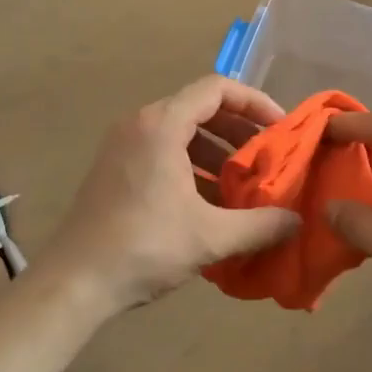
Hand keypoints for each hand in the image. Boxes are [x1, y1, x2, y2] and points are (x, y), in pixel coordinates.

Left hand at [34, 77, 302, 318]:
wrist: (74, 282)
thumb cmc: (144, 247)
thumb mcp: (210, 237)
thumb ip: (260, 224)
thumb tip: (297, 220)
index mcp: (162, 125)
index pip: (217, 89)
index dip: (255, 102)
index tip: (281, 128)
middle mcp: (140, 124)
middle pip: (200, 108)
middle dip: (239, 130)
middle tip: (269, 156)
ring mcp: (123, 146)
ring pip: (182, 132)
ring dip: (217, 151)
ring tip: (246, 182)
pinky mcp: (115, 169)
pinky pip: (163, 151)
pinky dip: (193, 165)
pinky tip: (212, 201)